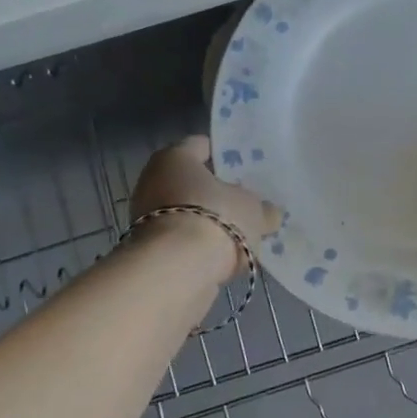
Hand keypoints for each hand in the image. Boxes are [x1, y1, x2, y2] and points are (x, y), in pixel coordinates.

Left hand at [131, 136, 280, 283]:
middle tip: (246, 201)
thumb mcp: (253, 210)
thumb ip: (262, 209)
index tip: (245, 166)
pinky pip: (183, 242)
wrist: (176, 271)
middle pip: (192, 183)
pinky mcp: (150, 252)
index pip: (200, 145)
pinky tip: (225, 256)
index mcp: (175, 158)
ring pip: (188, 214)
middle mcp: (153, 183)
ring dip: (209, 222)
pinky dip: (200, 247)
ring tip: (241, 232)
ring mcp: (147, 219)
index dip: (223, 154)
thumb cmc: (215, 218)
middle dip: (217, 193)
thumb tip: (269, 213)